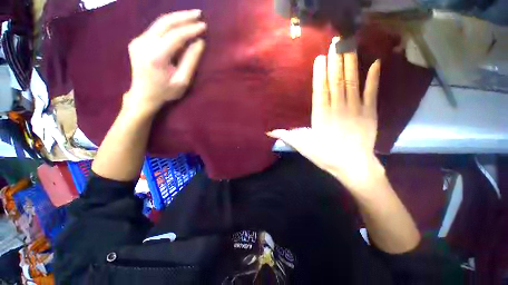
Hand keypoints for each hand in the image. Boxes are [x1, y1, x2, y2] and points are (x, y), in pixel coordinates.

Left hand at [124, 10, 206, 114]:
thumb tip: (200, 42)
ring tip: (192, 17)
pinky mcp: (137, 41)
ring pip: (159, 23)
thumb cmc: (165, 92)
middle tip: (199, 14)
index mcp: (155, 56)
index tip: (204, 26)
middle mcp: (143, 44)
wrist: (143, 95)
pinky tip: (179, 26)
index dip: (191, 29)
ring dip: (176, 18)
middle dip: (183, 16)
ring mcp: (138, 41)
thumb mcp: (182, 81)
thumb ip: (190, 61)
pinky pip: (155, 29)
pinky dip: (169, 25)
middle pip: (165, 22)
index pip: (175, 36)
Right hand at [268, 37, 382, 192]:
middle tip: (336, 43)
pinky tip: (374, 63)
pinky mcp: (370, 112)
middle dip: (335, 62)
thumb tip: (268, 133)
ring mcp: (355, 108)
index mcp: (320, 115)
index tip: (320, 58)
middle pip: (335, 82)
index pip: (319, 90)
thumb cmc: (325, 155)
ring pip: (351, 82)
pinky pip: (371, 92)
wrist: (352, 165)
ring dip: (349, 64)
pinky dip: (373, 78)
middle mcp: (337, 108)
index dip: (320, 73)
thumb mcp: (302, 146)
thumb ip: (286, 136)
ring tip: (348, 47)